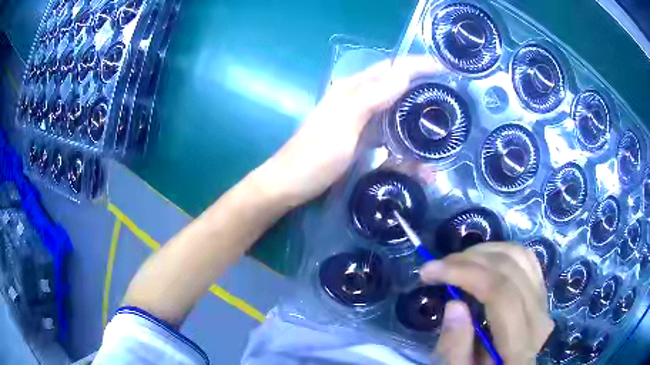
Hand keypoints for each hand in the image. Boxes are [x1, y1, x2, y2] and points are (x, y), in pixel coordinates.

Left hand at [256, 56, 443, 207]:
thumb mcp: (343, 125)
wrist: (290, 185)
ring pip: (395, 111)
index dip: (417, 64)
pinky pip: (389, 135)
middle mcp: (358, 100)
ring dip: (416, 118)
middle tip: (450, 97)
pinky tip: (417, 159)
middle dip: (422, 88)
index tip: (445, 67)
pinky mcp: (361, 140)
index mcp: (353, 90)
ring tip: (441, 127)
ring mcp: (360, 121)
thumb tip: (403, 74)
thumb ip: (371, 98)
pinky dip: (404, 144)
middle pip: (396, 87)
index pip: (391, 68)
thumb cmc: (314, 156)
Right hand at [421, 242, 553, 363]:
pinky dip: (502, 253)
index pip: (500, 293)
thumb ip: (455, 348)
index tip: (430, 271)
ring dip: (485, 252)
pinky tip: (482, 261)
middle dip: (469, 259)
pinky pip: (527, 260)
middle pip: (510, 269)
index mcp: (520, 343)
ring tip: (457, 262)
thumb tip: (453, 303)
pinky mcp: (541, 293)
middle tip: (437, 266)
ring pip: (520, 257)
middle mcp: (539, 316)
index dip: (465, 273)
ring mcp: (543, 301)